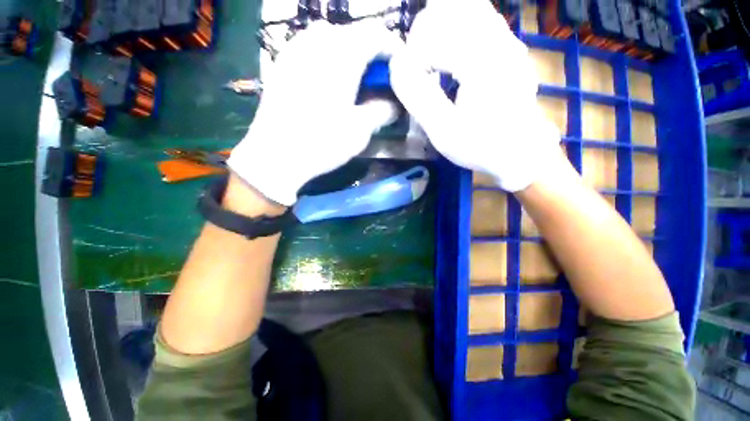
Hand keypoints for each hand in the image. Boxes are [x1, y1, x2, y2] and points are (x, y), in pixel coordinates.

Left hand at [228, 22, 401, 205]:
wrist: (276, 155)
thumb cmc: (322, 142)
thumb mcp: (360, 130)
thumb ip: (383, 111)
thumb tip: (395, 105)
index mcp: (342, 53)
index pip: (377, 34)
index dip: (394, 50)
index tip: (401, 71)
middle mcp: (317, 40)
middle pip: (354, 35)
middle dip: (372, 56)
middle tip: (379, 82)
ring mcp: (296, 49)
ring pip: (332, 39)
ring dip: (350, 57)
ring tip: (355, 83)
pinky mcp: (283, 63)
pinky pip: (312, 49)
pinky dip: (329, 60)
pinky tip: (330, 84)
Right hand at [389, 0, 560, 191]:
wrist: (520, 152)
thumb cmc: (481, 146)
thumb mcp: (443, 130)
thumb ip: (418, 97)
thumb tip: (396, 65)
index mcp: (480, 59)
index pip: (432, 31)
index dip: (412, 56)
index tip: (411, 84)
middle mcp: (497, 38)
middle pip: (449, 8)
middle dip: (424, 34)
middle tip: (419, 68)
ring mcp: (506, 39)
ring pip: (466, 8)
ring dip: (440, 28)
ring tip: (432, 62)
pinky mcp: (508, 46)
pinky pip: (479, 17)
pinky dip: (457, 29)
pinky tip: (451, 57)